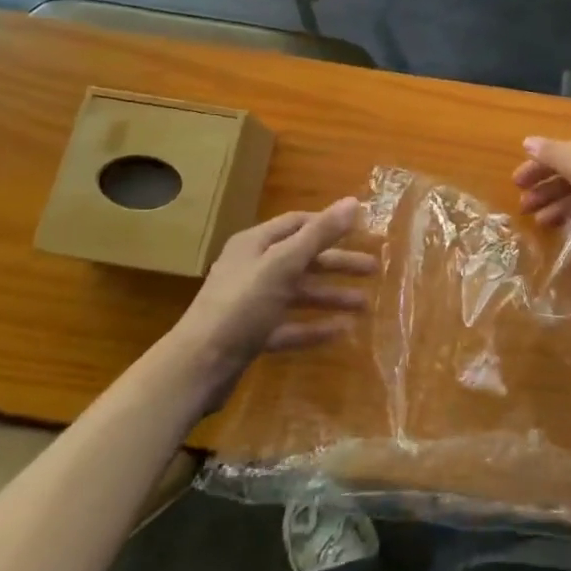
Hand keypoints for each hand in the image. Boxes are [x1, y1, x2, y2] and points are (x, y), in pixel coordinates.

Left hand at [171, 198, 376, 396]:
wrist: (196, 368)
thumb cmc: (241, 306)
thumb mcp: (283, 264)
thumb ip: (320, 234)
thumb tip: (353, 202)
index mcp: (255, 244)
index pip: (298, 223)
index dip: (330, 225)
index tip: (362, 230)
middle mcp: (252, 268)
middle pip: (303, 259)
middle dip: (338, 264)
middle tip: (374, 269)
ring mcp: (251, 304)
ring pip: (299, 293)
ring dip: (331, 296)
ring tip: (365, 306)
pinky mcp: (252, 335)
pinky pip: (290, 325)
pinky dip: (314, 326)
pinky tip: (341, 332)